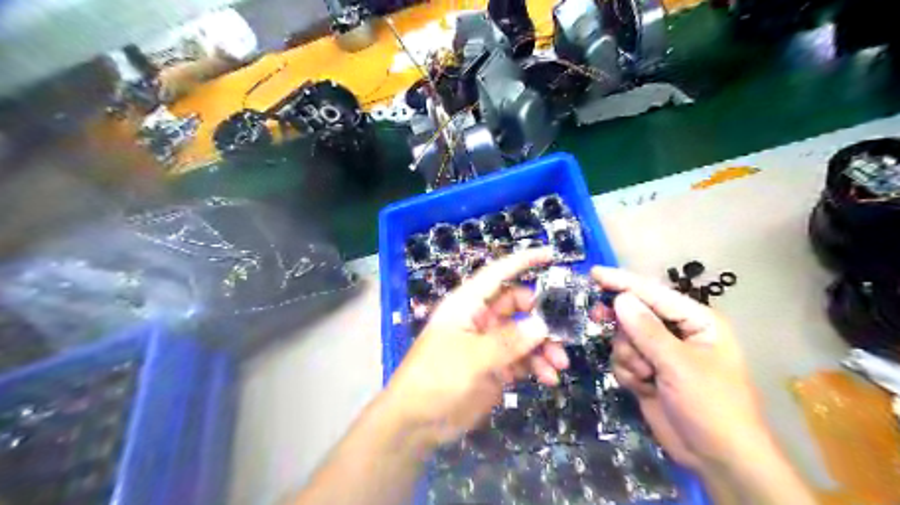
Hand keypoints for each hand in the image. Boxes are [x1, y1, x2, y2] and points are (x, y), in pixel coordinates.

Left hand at [386, 249, 568, 445]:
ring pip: (525, 335)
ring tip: (560, 364)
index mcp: (468, 304)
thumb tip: (542, 325)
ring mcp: (489, 344)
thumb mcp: (472, 357)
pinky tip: (548, 378)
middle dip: (542, 318)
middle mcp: (481, 318)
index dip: (523, 262)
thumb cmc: (436, 378)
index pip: (498, 274)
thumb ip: (508, 341)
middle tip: (563, 333)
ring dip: (544, 347)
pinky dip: (537, 366)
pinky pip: (523, 359)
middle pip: (519, 306)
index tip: (551, 255)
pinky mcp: (495, 367)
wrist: (416, 422)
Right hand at [592, 267, 764, 470]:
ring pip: (624, 338)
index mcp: (696, 321)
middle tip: (596, 317)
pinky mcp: (648, 372)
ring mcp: (661, 354)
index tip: (594, 273)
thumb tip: (620, 298)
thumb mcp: (679, 366)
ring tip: (645, 376)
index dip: (622, 282)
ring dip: (628, 357)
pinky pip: (623, 359)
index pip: (654, 293)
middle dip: (623, 327)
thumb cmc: (711, 406)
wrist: (718, 459)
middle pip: (634, 314)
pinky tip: (643, 387)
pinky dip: (627, 372)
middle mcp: (677, 332)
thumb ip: (647, 331)